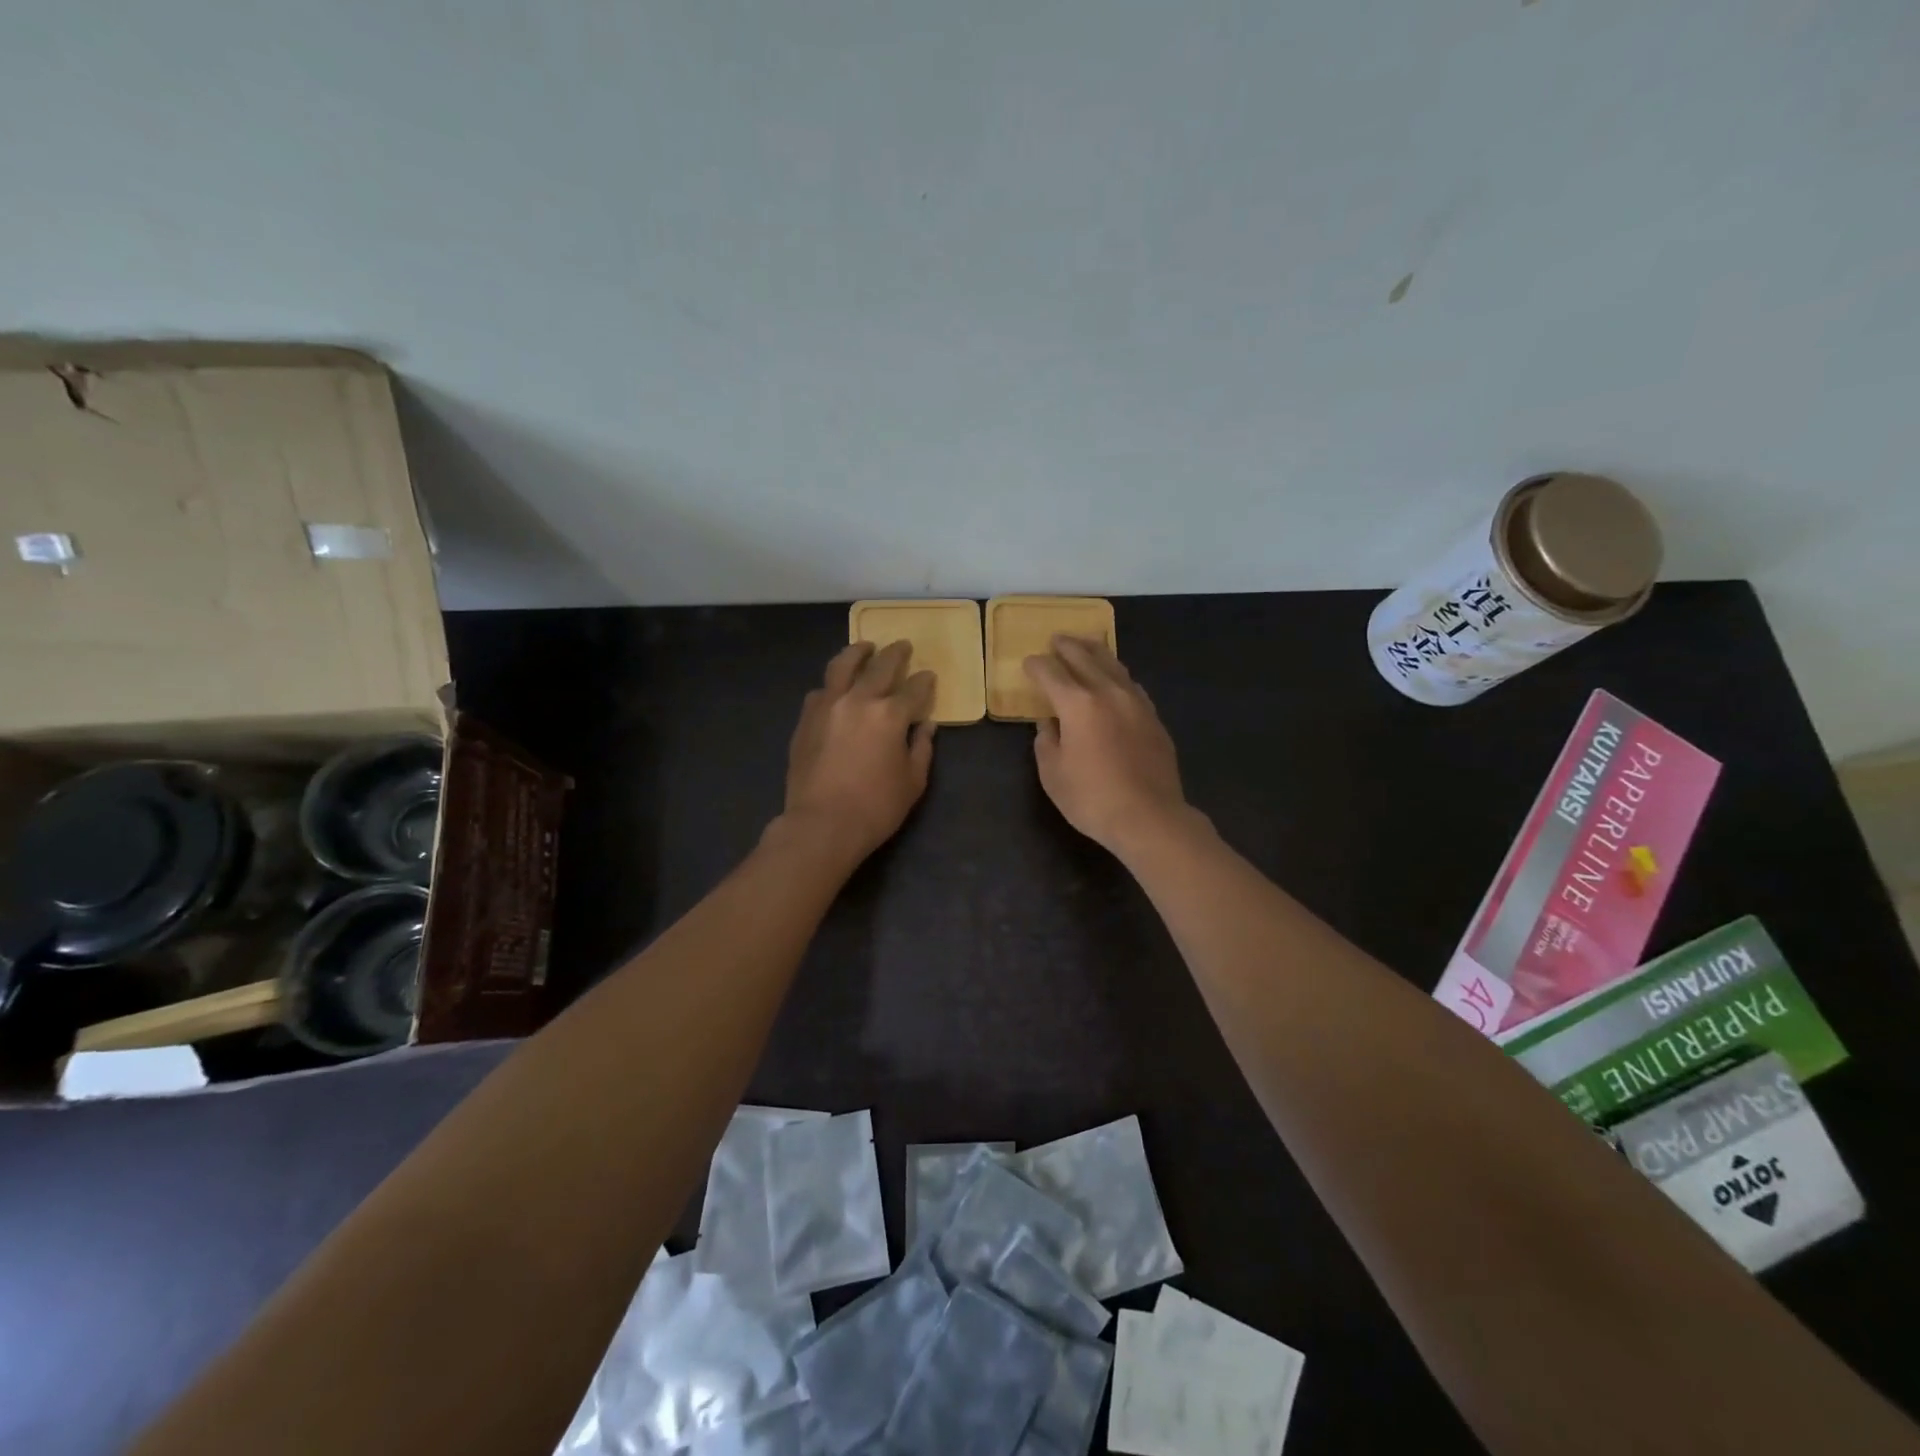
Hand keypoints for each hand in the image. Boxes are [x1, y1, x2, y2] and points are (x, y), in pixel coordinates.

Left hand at [779, 641, 936, 863]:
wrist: (822, 824)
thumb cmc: (876, 807)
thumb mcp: (912, 782)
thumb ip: (922, 748)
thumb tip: (926, 726)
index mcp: (890, 715)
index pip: (914, 689)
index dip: (924, 682)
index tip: (928, 676)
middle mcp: (858, 700)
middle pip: (879, 666)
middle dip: (895, 654)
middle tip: (903, 645)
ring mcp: (827, 706)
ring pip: (842, 666)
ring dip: (857, 653)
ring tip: (865, 647)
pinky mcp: (805, 720)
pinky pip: (820, 691)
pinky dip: (832, 684)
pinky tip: (835, 687)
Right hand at [1023, 636, 1193, 857]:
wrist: (1150, 817)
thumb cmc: (1092, 799)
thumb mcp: (1053, 774)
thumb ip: (1046, 742)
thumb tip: (1049, 724)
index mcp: (1078, 704)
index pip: (1051, 673)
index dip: (1037, 666)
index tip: (1028, 663)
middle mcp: (1108, 693)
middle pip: (1085, 658)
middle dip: (1067, 647)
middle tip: (1056, 640)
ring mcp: (1136, 703)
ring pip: (1114, 665)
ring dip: (1095, 652)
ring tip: (1085, 646)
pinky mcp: (1154, 718)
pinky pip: (1131, 684)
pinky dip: (1116, 675)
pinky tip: (1114, 679)